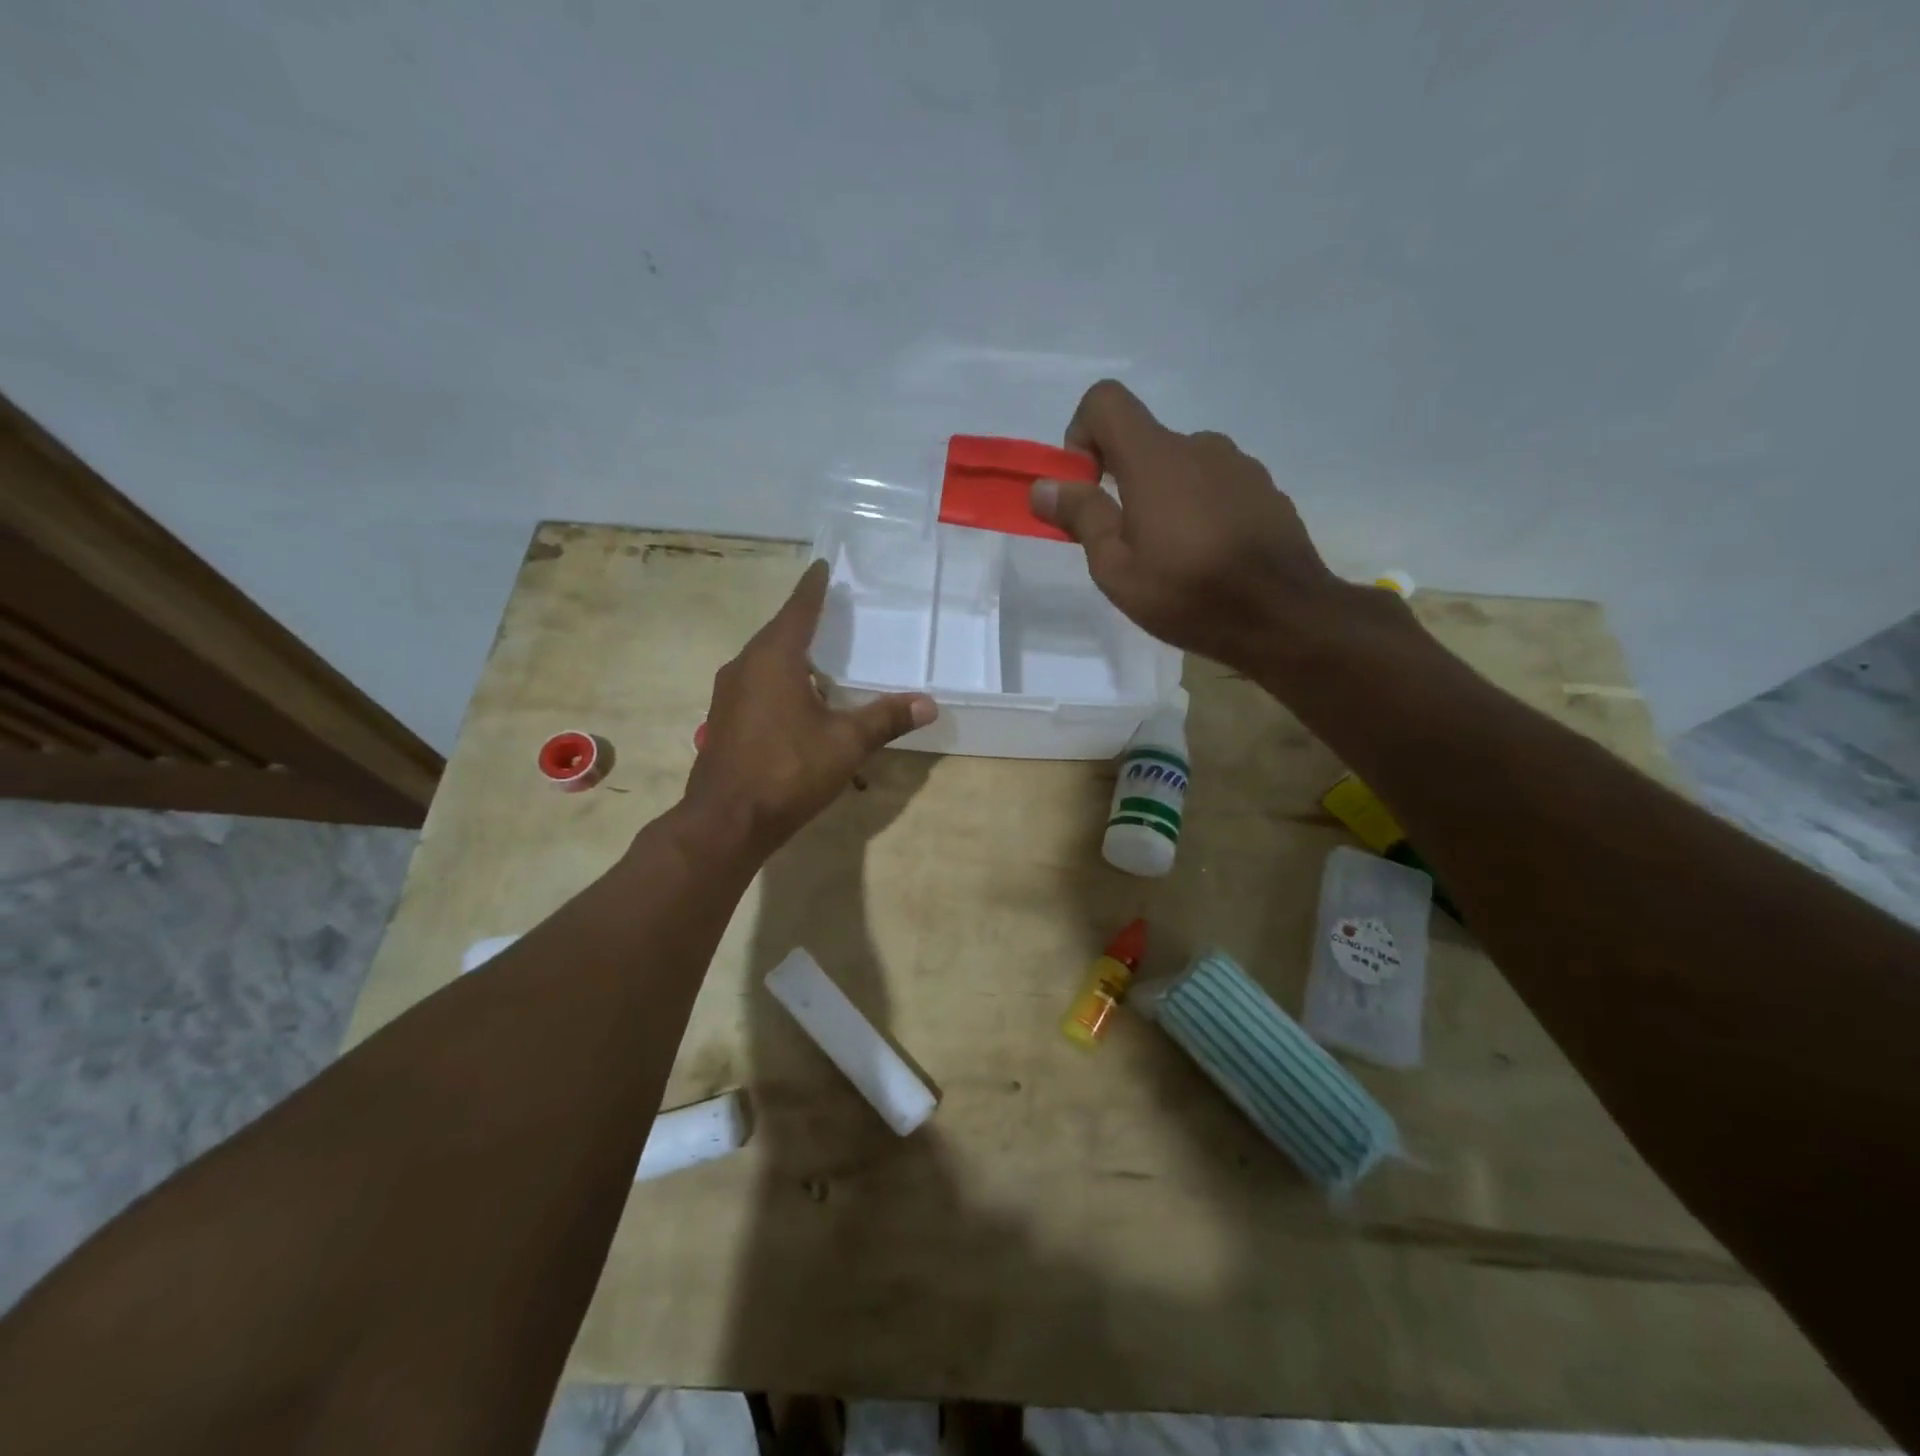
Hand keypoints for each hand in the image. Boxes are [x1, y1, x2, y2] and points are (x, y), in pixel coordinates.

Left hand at [682, 560, 935, 855]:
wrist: (727, 821)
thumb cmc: (788, 770)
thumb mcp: (846, 743)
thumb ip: (886, 718)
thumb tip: (928, 703)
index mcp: (773, 658)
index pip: (798, 610)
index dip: (813, 588)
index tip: (822, 567)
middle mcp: (745, 667)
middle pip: (778, 633)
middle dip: (803, 622)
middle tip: (830, 612)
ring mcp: (728, 695)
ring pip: (764, 662)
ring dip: (791, 656)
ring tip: (819, 659)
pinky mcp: (724, 721)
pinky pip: (757, 686)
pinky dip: (780, 683)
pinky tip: (799, 703)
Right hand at [1030, 380, 1352, 678]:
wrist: (1285, 617)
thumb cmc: (1189, 595)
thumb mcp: (1117, 568)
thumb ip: (1081, 517)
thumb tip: (1044, 485)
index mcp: (1156, 458)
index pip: (1106, 401)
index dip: (1082, 434)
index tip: (1086, 487)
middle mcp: (1199, 445)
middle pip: (1143, 441)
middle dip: (1121, 482)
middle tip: (1126, 544)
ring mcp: (1238, 465)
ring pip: (1180, 466)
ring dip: (1163, 498)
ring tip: (1172, 557)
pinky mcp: (1265, 489)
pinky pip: (1215, 484)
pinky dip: (1198, 508)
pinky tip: (1209, 556)